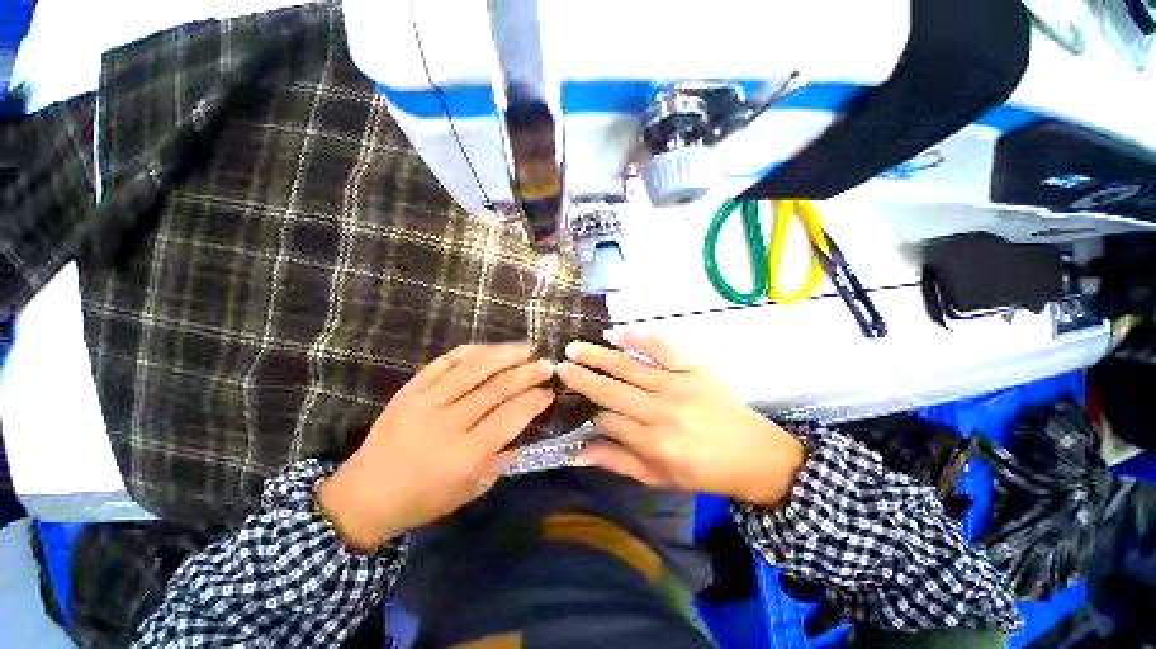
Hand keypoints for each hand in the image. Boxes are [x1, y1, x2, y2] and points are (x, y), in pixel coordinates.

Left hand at [319, 343, 554, 550]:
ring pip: (473, 369)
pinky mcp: (409, 390)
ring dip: (504, 355)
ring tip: (526, 349)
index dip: (534, 401)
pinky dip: (470, 352)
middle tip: (547, 365)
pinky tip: (489, 348)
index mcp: (465, 455)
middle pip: (496, 389)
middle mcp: (447, 423)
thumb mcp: (471, 489)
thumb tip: (525, 429)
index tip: (549, 392)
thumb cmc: (424, 499)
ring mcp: (425, 402)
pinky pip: (443, 363)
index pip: (510, 418)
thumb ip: (501, 459)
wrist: (365, 495)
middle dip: (527, 373)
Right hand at [555, 330, 803, 506]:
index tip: (573, 402)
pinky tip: (616, 333)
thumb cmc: (704, 472)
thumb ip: (617, 462)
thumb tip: (576, 454)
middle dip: (581, 377)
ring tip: (574, 347)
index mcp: (653, 443)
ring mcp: (677, 385)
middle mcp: (661, 411)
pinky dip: (638, 338)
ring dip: (598, 356)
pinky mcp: (693, 368)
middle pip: (611, 390)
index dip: (587, 412)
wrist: (755, 454)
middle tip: (558, 365)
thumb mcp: (659, 478)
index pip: (607, 421)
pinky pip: (662, 348)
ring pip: (629, 367)